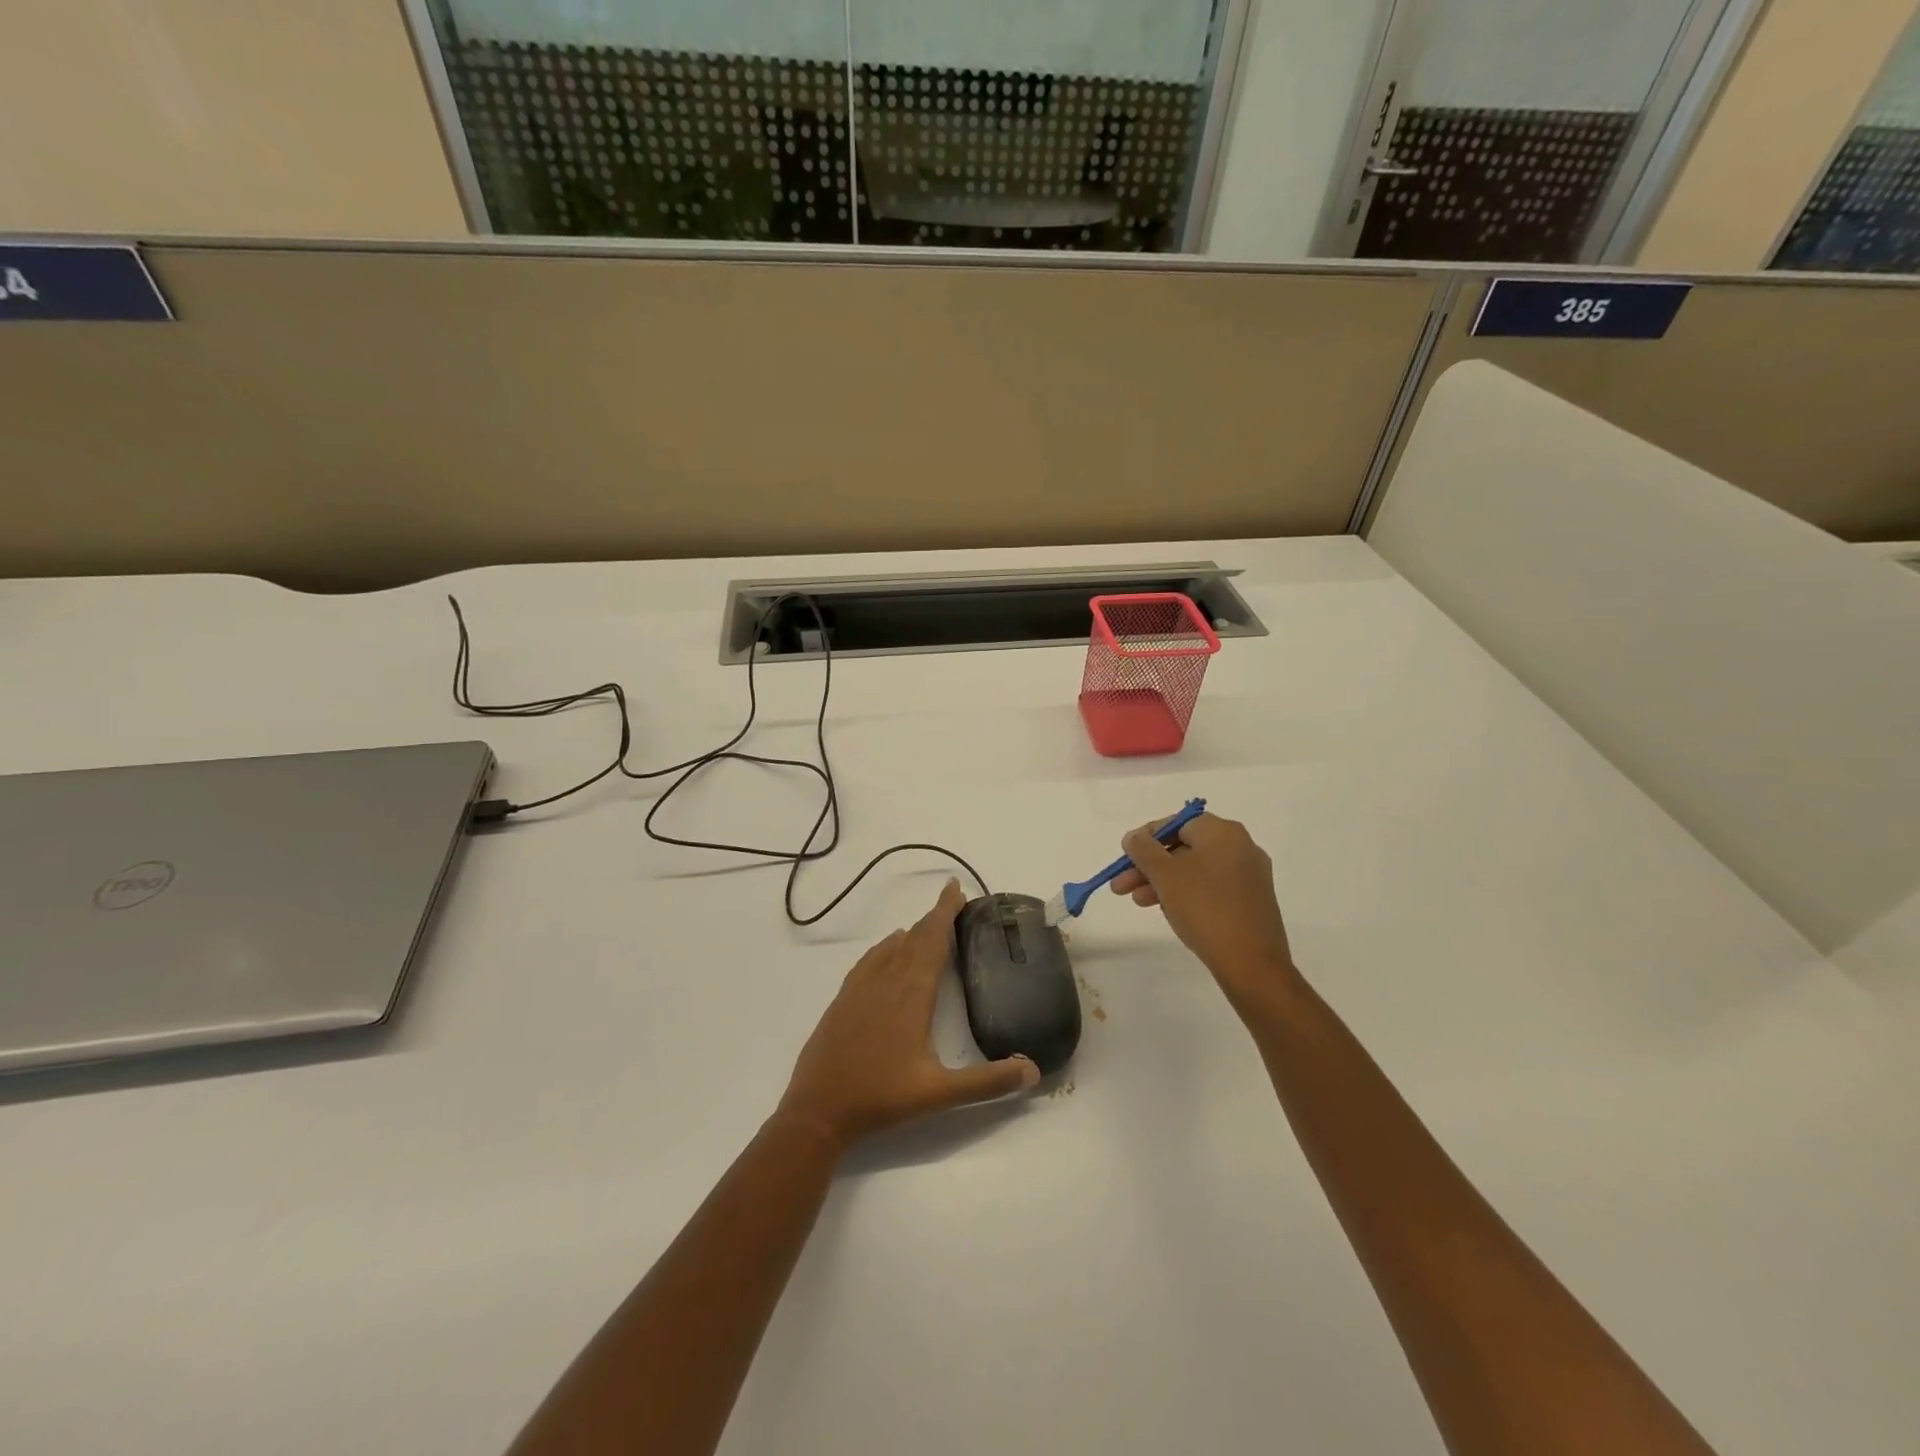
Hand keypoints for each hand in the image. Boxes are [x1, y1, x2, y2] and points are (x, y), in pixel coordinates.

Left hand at [777, 880, 1039, 1148]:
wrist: (817, 1109)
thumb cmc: (881, 1098)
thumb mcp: (939, 1093)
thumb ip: (987, 1082)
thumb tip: (1033, 1069)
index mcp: (912, 994)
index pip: (933, 941)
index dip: (945, 912)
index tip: (955, 887)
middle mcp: (886, 981)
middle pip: (914, 938)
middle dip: (934, 917)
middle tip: (952, 902)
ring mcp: (861, 988)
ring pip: (891, 948)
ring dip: (912, 932)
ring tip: (929, 926)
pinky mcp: (844, 999)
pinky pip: (870, 960)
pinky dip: (885, 947)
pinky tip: (888, 949)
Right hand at [1109, 814, 1298, 1005]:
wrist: (1251, 963)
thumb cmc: (1204, 908)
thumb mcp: (1165, 875)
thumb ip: (1143, 849)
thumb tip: (1134, 837)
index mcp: (1223, 832)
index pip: (1176, 823)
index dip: (1146, 838)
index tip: (1125, 857)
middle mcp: (1240, 846)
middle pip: (1183, 848)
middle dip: (1149, 866)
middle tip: (1121, 886)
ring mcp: (1248, 875)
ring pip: (1194, 870)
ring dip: (1162, 882)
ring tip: (1137, 902)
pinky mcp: (1250, 900)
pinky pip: (1210, 887)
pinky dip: (1185, 893)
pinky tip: (1167, 910)